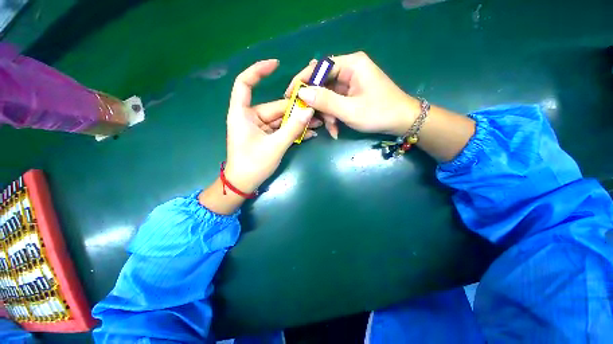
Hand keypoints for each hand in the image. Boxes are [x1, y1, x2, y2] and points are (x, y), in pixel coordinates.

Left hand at [201, 60, 318, 213]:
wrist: (244, 184)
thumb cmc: (253, 164)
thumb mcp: (275, 146)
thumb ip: (292, 128)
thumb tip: (309, 111)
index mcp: (242, 113)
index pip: (245, 83)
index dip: (258, 70)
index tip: (276, 65)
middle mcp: (250, 117)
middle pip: (275, 107)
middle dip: (295, 109)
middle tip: (315, 110)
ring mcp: (260, 127)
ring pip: (281, 119)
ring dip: (298, 122)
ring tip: (317, 123)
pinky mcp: (266, 136)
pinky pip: (281, 129)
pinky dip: (293, 131)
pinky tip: (309, 133)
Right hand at [285, 51, 419, 136]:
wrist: (401, 122)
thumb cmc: (379, 113)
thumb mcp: (349, 110)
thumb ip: (325, 101)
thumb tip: (301, 93)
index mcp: (351, 64)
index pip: (319, 66)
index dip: (303, 80)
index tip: (290, 94)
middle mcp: (349, 70)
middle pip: (322, 84)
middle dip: (318, 105)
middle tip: (311, 119)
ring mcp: (350, 83)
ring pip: (327, 97)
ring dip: (327, 115)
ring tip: (332, 129)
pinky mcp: (351, 94)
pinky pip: (335, 103)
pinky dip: (333, 117)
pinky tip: (335, 129)